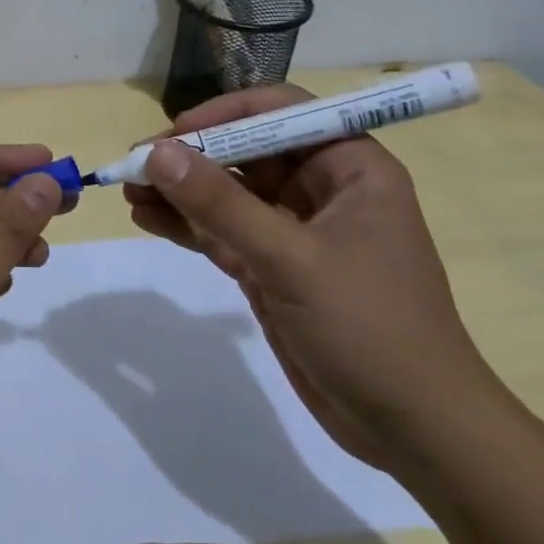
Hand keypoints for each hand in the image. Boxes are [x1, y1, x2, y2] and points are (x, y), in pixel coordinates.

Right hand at [125, 85, 503, 471]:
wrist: (414, 431)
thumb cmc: (370, 328)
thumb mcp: (291, 260)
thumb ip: (220, 205)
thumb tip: (156, 153)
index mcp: (350, 167)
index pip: (280, 112)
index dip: (225, 115)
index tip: (175, 135)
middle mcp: (321, 188)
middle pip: (244, 150)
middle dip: (190, 156)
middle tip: (134, 165)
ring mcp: (293, 230)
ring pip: (226, 192)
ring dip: (179, 190)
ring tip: (128, 192)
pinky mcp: (272, 266)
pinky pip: (221, 230)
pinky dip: (185, 223)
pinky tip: (146, 219)